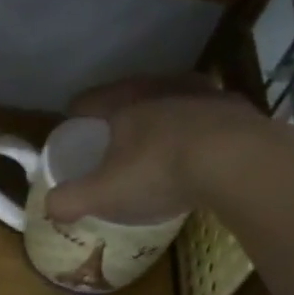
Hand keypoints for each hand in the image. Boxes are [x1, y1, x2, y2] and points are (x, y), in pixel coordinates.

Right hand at [44, 75, 293, 225]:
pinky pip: (209, 118)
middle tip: (115, 142)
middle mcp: (161, 87)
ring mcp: (204, 94)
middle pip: (131, 96)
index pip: (88, 101)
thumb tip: (50, 207)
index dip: (75, 116)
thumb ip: (71, 200)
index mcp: (123, 101)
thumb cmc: (160, 171)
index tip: (73, 131)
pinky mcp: (240, 108)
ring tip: (160, 146)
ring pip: (173, 101)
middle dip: (121, 116)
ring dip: (164, 119)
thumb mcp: (104, 194)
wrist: (243, 163)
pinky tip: (202, 155)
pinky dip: (200, 132)